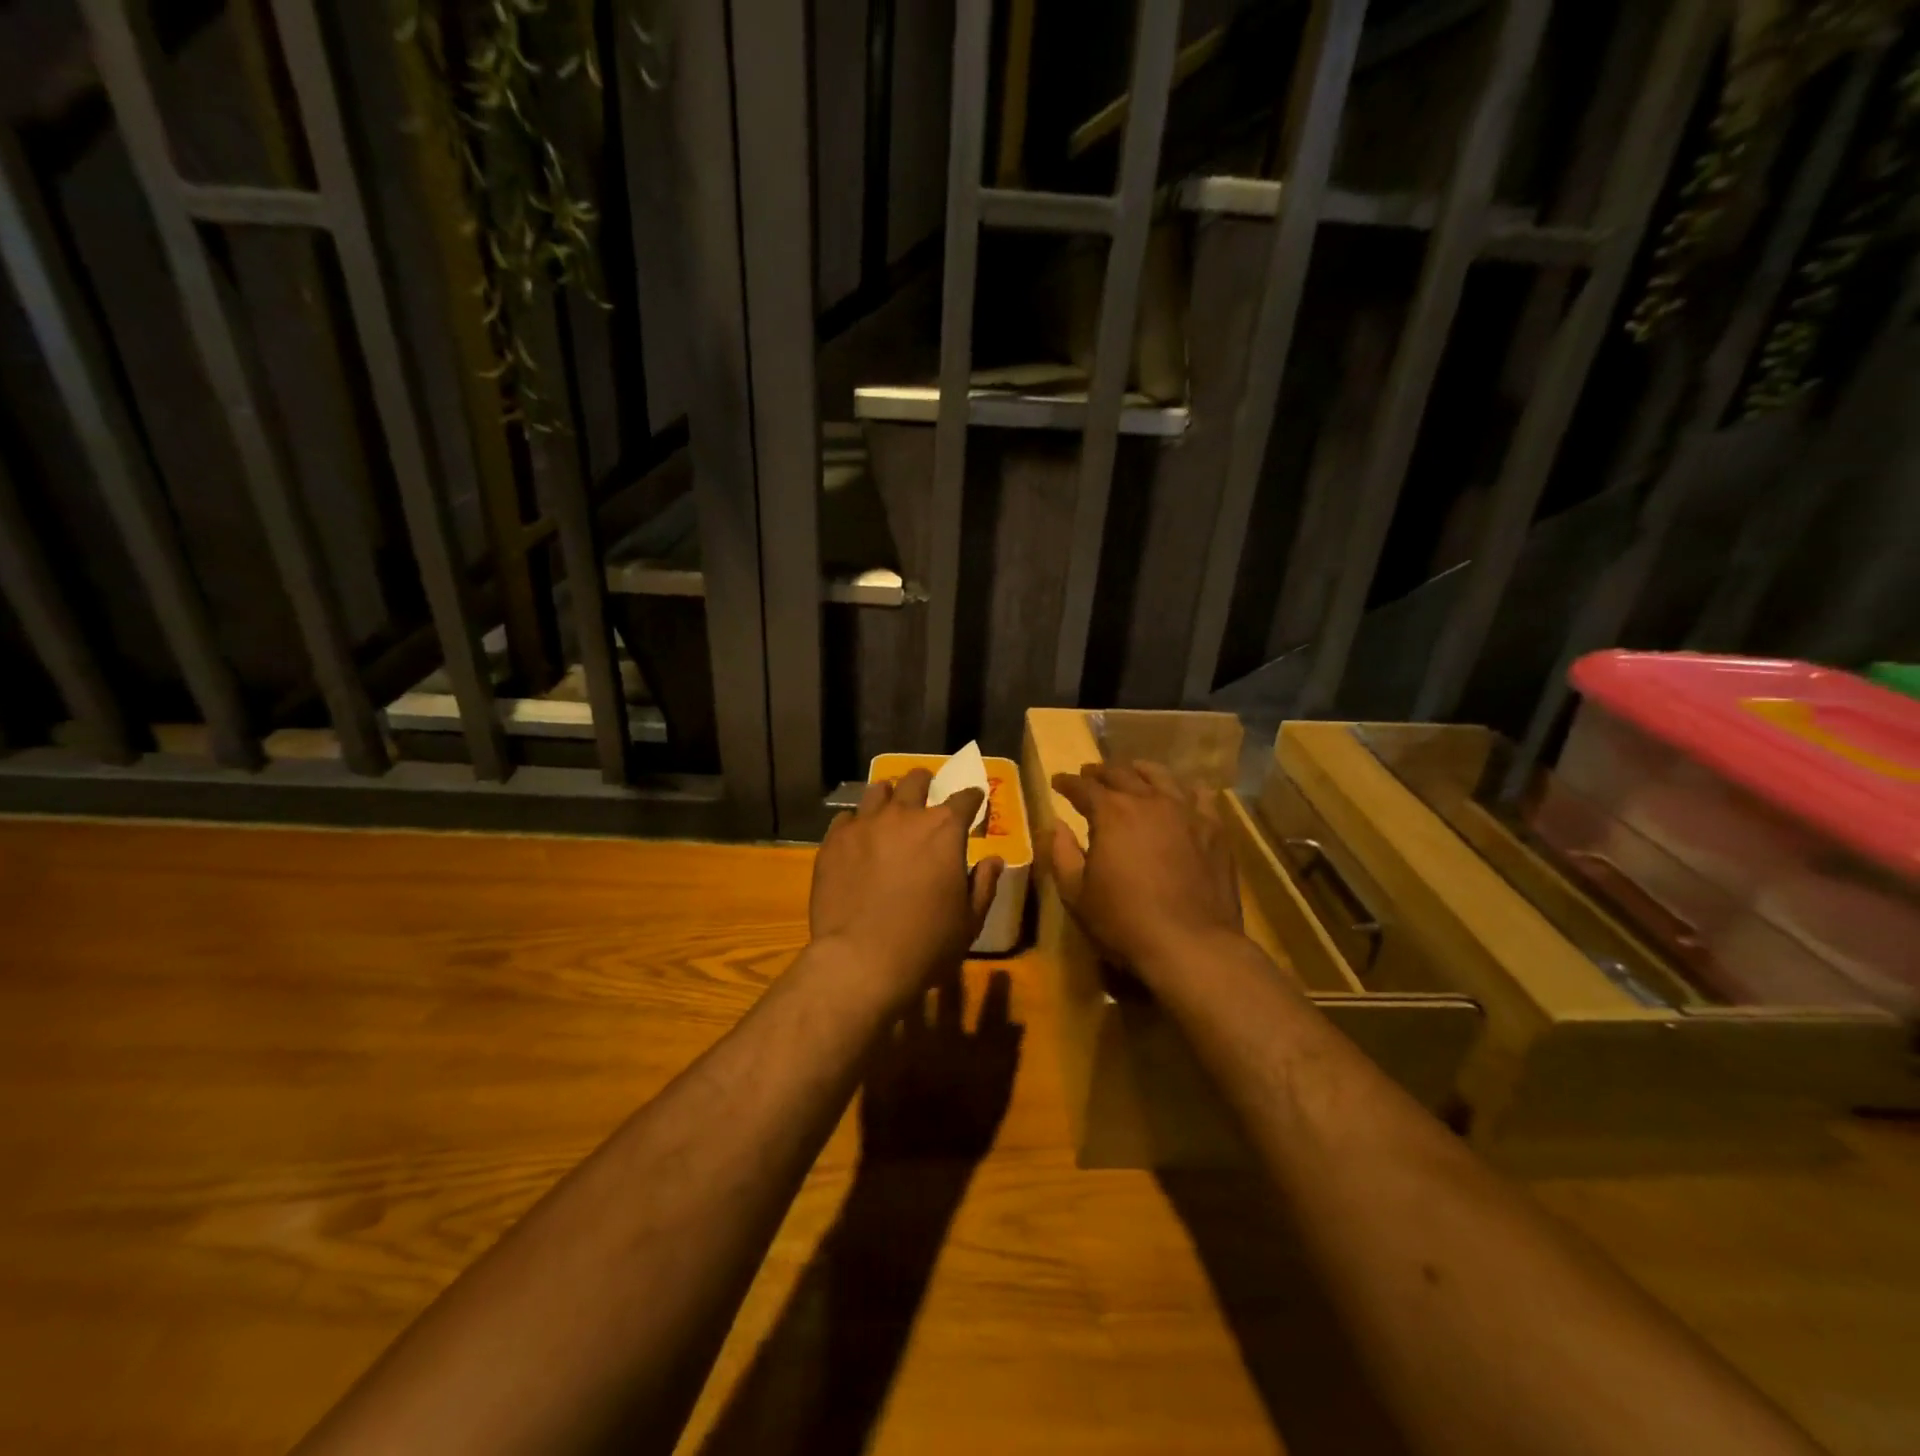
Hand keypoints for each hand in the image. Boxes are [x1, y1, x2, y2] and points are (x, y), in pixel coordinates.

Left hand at [810, 768, 1004, 1006]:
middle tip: (926, 790)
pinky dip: (856, 823)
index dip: (972, 798)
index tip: (973, 801)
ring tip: (889, 807)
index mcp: (944, 830)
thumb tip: (994, 860)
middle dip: (926, 782)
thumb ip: (984, 885)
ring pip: (877, 791)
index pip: (965, 798)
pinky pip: (846, 818)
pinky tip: (857, 838)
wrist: (860, 961)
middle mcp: (904, 815)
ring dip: (889, 796)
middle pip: (916, 781)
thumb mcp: (969, 921)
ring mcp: (865, 824)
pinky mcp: (834, 841)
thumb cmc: (926, 944)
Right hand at [1048, 760, 1246, 986]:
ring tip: (1133, 772)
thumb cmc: (1124, 922)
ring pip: (1161, 776)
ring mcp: (1186, 811)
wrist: (1192, 945)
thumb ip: (1062, 854)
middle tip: (1089, 774)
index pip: (1083, 787)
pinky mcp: (1214, 829)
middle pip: (1121, 774)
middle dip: (1100, 772)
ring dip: (1140, 771)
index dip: (1067, 783)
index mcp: (1111, 813)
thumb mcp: (1076, 894)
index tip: (1058, 782)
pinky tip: (1180, 795)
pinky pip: (1199, 796)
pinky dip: (1184, 790)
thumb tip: (1056, 826)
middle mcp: (1148, 801)